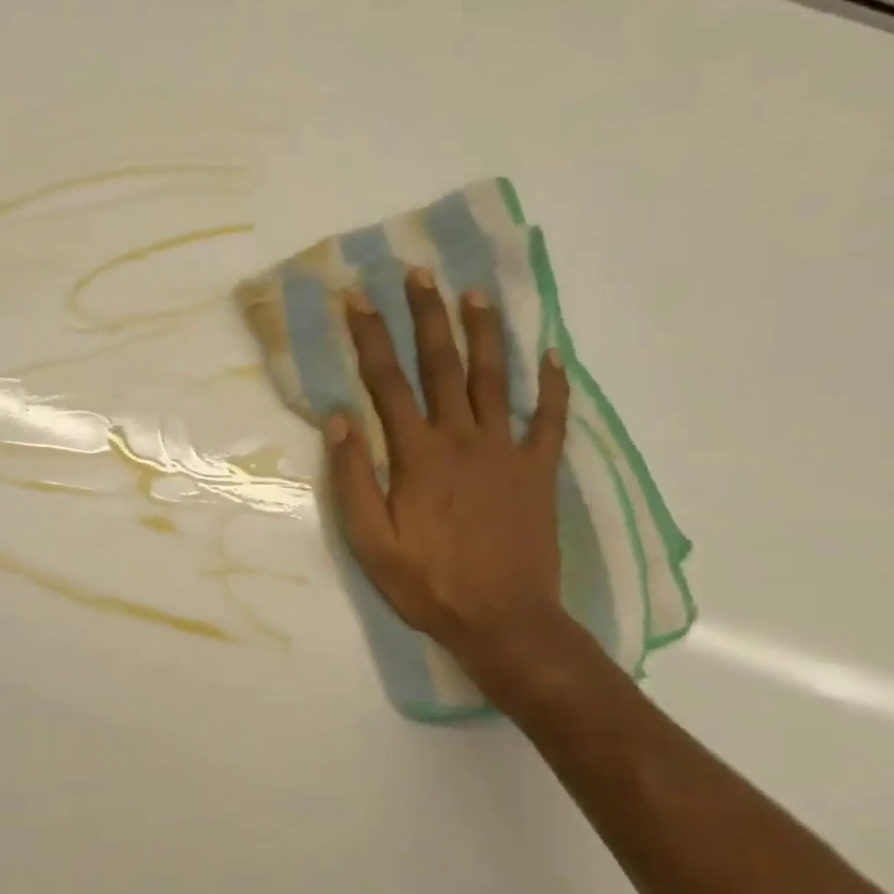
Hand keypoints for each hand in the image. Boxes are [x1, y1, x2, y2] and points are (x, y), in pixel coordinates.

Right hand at [327, 268, 575, 697]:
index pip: (388, 382)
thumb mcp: (370, 540)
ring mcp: (507, 452)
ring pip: (496, 378)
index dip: (371, 336)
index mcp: (418, 455)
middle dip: (427, 316)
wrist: (503, 620)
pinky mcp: (539, 471)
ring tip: (475, 293)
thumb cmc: (427, 583)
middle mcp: (463, 439)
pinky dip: (554, 385)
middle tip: (419, 272)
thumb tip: (339, 418)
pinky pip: (551, 419)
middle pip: (443, 365)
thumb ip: (354, 477)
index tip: (358, 297)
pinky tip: (553, 353)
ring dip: (484, 332)